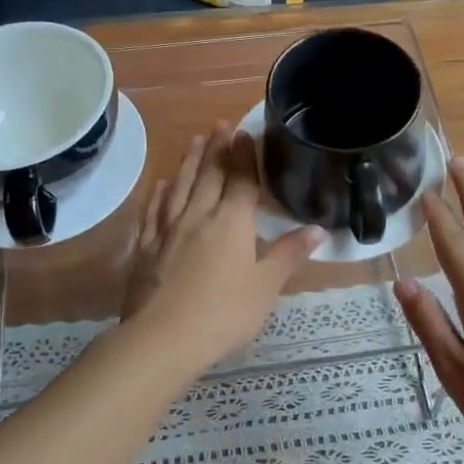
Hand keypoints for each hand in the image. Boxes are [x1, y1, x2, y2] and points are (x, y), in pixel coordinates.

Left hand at [122, 123, 323, 373]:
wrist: (162, 338)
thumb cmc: (223, 313)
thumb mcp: (266, 287)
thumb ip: (289, 254)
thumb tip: (319, 229)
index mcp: (231, 222)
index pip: (240, 179)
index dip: (244, 155)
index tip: (244, 132)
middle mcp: (198, 216)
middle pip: (208, 175)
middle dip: (216, 148)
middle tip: (219, 125)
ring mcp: (167, 230)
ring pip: (179, 187)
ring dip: (188, 162)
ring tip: (193, 141)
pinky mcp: (145, 248)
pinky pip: (153, 212)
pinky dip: (158, 195)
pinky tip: (160, 185)